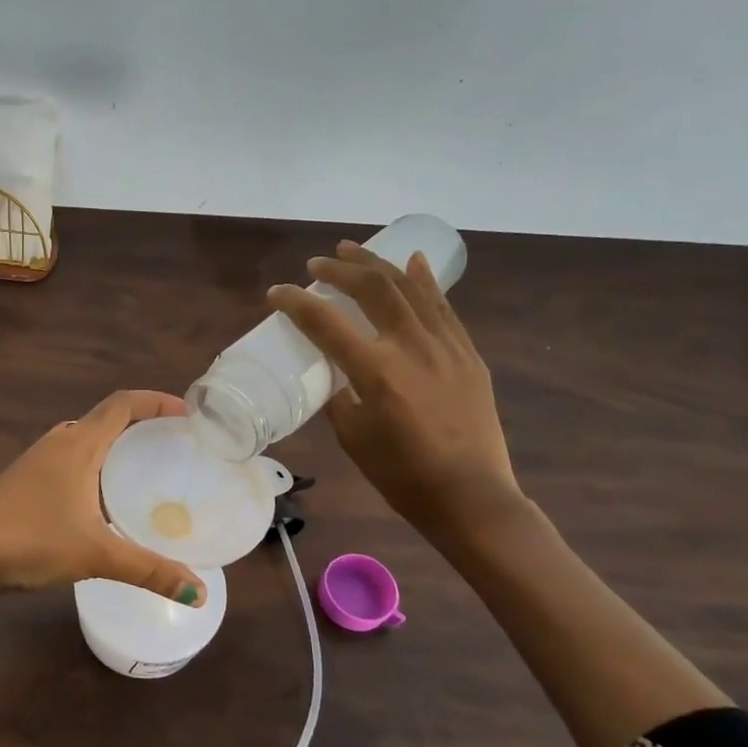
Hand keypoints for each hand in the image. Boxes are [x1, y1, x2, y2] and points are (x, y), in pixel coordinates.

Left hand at [0, 391, 208, 604]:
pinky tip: (103, 499)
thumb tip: (201, 594)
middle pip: (106, 418)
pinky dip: (95, 466)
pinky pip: (70, 460)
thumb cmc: (30, 541)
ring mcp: (37, 460)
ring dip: (115, 446)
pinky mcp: (24, 481)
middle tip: (174, 446)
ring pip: (85, 440)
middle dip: (141, 425)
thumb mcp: (96, 555)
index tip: (188, 414)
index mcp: (78, 444)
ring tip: (146, 470)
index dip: (157, 401)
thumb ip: (150, 570)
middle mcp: (58, 442)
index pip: (123, 404)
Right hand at [268, 242, 521, 541]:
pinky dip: (424, 281)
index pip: (326, 323)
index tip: (276, 293)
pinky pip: (442, 307)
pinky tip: (411, 261)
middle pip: (373, 290)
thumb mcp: (352, 436)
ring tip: (353, 249)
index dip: (296, 303)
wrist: (471, 497)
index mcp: (376, 371)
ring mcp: (446, 347)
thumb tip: (331, 372)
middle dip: (340, 270)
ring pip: (410, 288)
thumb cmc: (402, 475)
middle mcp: (412, 348)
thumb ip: (338, 395)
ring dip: (377, 264)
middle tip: (317, 264)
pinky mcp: (467, 354)